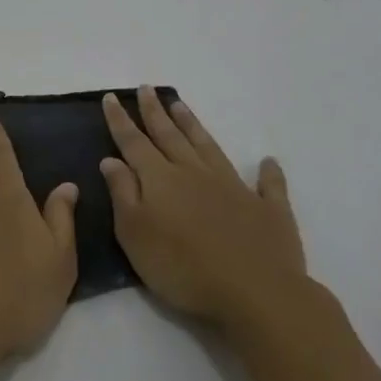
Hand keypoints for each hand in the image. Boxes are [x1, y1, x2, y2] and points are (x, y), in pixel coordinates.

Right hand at [102, 88, 380, 380]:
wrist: (255, 292)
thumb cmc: (184, 268)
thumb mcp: (136, 236)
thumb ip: (123, 194)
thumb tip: (111, 160)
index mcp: (161, 180)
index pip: (134, 143)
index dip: (120, 120)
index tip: (111, 96)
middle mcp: (195, 173)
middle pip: (170, 136)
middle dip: (154, 112)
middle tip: (145, 89)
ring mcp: (234, 186)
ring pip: (208, 146)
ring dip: (192, 125)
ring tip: (180, 105)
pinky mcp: (267, 208)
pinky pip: (268, 184)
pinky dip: (267, 172)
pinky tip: (268, 161)